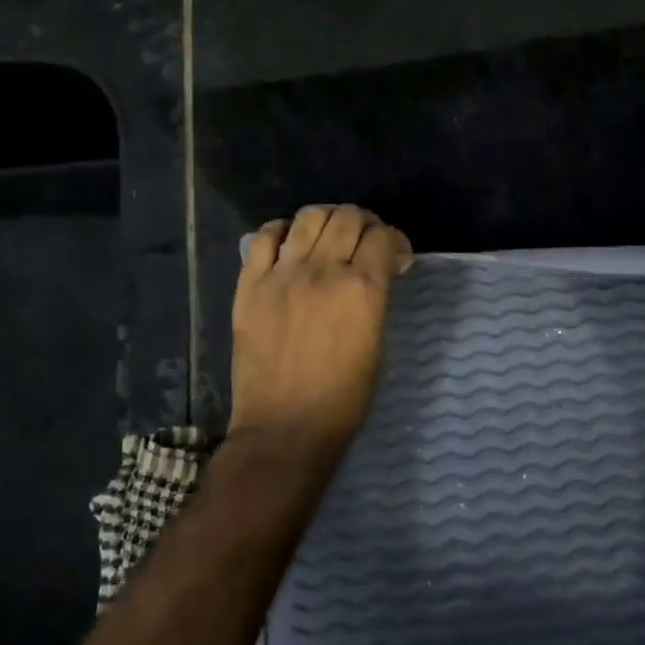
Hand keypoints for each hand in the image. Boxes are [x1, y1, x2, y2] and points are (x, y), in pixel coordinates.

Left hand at [228, 205, 411, 455]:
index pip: (382, 236)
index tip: (394, 253)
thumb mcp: (378, 344)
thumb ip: (378, 299)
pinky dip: (281, 231)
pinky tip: (290, 244)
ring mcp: (282, 274)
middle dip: (364, 223)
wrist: (285, 428)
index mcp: (363, 288)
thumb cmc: (344, 397)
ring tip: (329, 236)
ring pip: (308, 217)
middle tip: (364, 242)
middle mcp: (324, 271)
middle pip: (347, 217)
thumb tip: (381, 270)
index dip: (393, 239)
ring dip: (327, 220)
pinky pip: (263, 237)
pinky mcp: (250, 285)